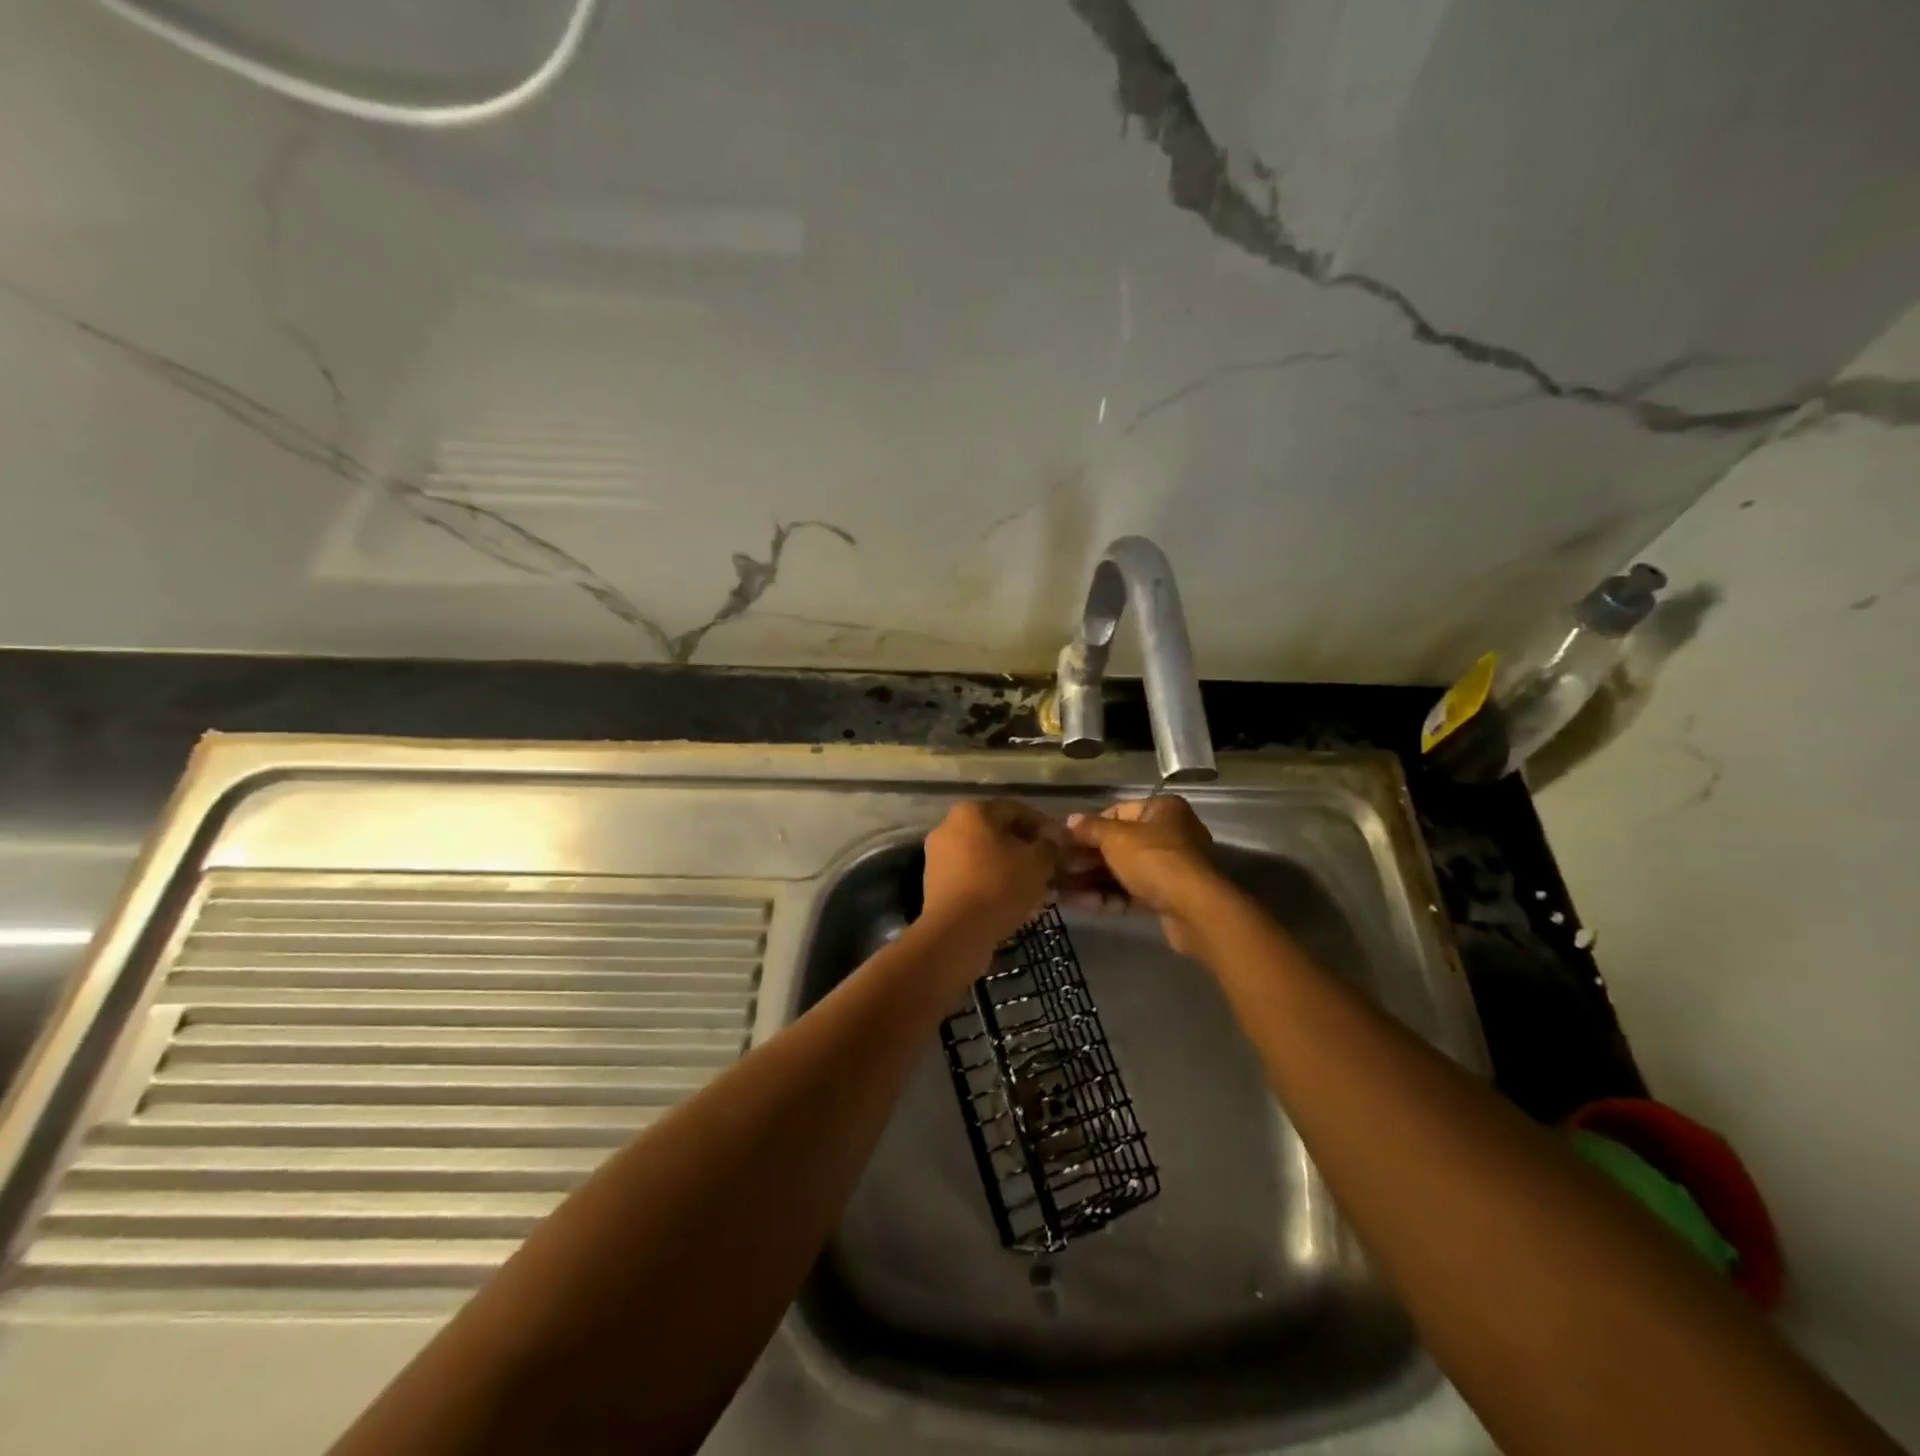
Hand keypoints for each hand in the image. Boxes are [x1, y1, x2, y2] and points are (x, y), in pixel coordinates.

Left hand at [919, 799, 1059, 949]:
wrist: (955, 933)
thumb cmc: (999, 886)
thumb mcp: (1037, 863)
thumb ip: (1051, 845)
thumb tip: (1055, 838)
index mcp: (972, 811)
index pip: (1016, 810)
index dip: (1043, 825)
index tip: (1060, 846)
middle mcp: (949, 826)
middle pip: (997, 831)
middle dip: (1025, 847)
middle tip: (1048, 866)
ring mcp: (938, 855)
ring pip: (983, 854)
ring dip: (1009, 866)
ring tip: (1033, 886)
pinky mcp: (934, 882)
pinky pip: (970, 874)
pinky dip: (991, 881)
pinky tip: (1010, 899)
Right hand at [1065, 795, 1225, 956]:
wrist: (1194, 910)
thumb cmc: (1154, 860)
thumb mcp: (1116, 838)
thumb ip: (1090, 828)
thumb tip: (1069, 820)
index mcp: (1161, 810)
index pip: (1116, 813)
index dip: (1087, 827)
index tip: (1063, 842)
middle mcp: (1168, 834)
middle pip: (1117, 844)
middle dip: (1085, 858)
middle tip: (1055, 868)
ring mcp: (1168, 868)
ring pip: (1121, 871)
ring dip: (1089, 880)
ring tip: (1057, 889)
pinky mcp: (1165, 897)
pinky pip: (1129, 892)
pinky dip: (1105, 896)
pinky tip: (1076, 903)